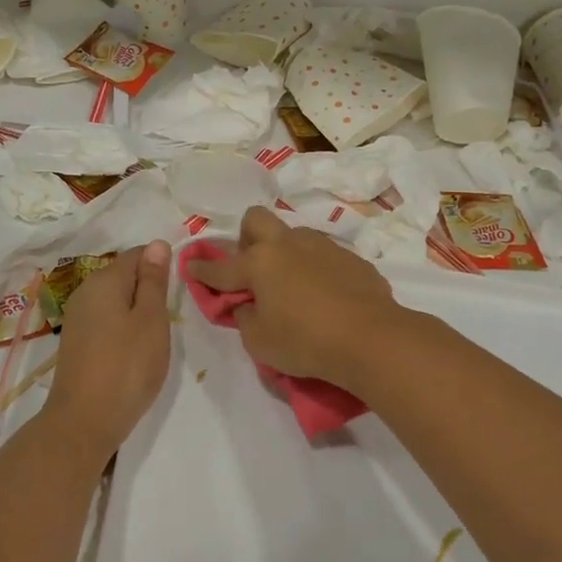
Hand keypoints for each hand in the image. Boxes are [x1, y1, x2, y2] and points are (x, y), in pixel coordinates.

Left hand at [42, 240, 173, 457]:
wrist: (84, 421)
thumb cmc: (127, 366)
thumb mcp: (151, 320)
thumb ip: (154, 280)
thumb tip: (157, 243)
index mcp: (104, 280)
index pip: (138, 254)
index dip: (161, 267)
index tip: (177, 295)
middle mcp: (85, 291)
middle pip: (124, 276)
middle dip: (148, 291)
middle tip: (167, 322)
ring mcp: (77, 317)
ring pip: (115, 300)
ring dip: (136, 313)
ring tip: (152, 340)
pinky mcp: (75, 341)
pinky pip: (105, 320)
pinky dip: (122, 329)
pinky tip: (132, 352)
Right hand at [185, 207, 400, 386]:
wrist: (371, 338)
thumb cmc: (305, 341)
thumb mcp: (260, 341)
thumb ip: (245, 317)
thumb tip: (247, 303)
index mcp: (259, 263)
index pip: (220, 266)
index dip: (202, 269)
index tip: (190, 265)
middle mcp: (287, 244)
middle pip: (256, 220)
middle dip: (246, 238)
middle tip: (252, 268)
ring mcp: (322, 246)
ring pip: (293, 235)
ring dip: (284, 253)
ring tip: (292, 285)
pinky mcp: (350, 257)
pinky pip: (322, 255)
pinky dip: (314, 269)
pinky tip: (324, 295)